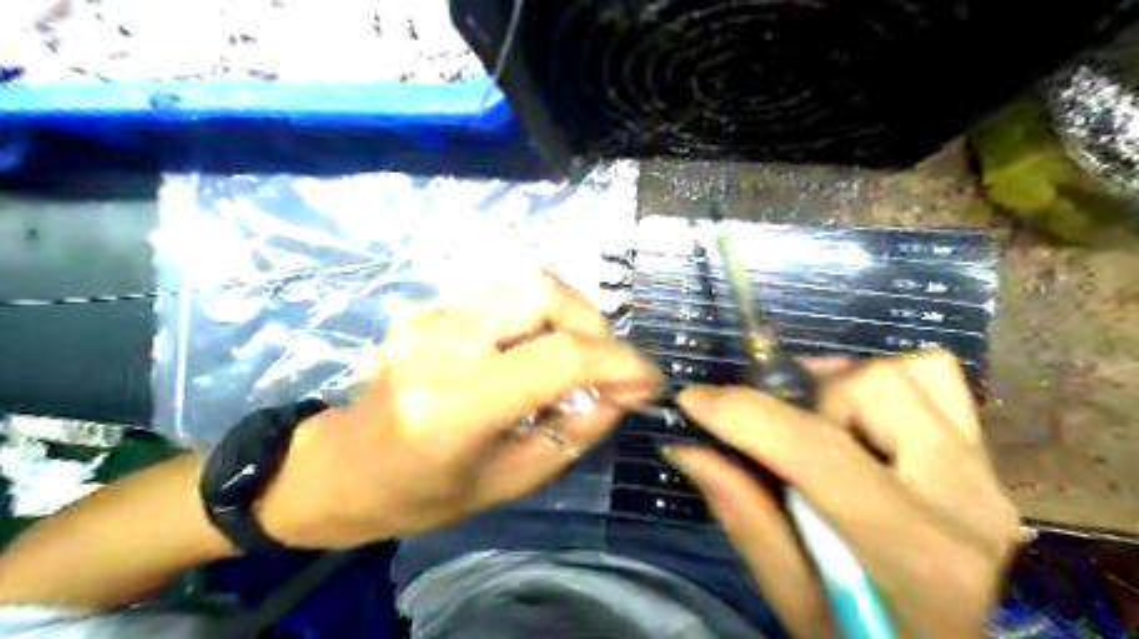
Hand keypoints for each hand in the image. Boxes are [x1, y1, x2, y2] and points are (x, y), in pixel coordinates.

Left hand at [253, 272, 665, 549]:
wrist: (340, 469)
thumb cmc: (420, 495)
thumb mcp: (508, 482)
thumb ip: (575, 433)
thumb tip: (625, 393)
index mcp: (454, 406)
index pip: (558, 357)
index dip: (619, 362)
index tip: (650, 381)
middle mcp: (439, 345)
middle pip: (541, 291)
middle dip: (594, 322)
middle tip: (608, 365)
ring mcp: (427, 317)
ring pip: (524, 281)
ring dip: (569, 314)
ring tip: (578, 357)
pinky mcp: (427, 307)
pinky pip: (503, 293)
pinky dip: (540, 314)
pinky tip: (540, 348)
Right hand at [663, 351, 1018, 636]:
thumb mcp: (798, 604)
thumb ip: (747, 520)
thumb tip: (690, 450)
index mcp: (916, 552)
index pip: (819, 452)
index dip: (746, 415)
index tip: (694, 399)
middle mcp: (962, 495)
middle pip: (871, 388)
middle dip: (804, 399)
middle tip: (774, 431)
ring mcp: (983, 470)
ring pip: (907, 372)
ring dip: (843, 386)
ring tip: (817, 422)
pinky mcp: (983, 457)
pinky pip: (937, 381)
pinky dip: (884, 383)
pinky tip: (856, 416)